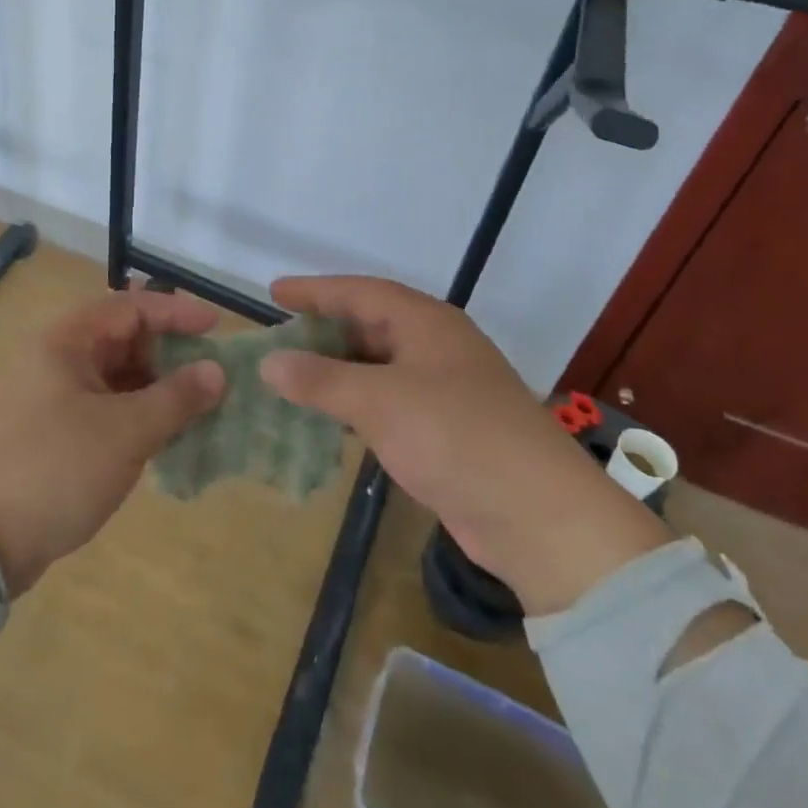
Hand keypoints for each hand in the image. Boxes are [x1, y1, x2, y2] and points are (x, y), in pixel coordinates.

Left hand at [0, 289, 224, 597]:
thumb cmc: (57, 470)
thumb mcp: (126, 433)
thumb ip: (176, 398)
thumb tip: (217, 372)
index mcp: (65, 341)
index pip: (130, 308)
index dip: (176, 313)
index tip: (217, 328)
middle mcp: (54, 357)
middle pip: (122, 339)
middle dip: (169, 354)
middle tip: (210, 375)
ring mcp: (49, 394)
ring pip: (114, 375)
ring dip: (154, 387)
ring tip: (196, 407)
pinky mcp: (50, 429)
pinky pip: (102, 405)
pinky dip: (134, 412)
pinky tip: (163, 434)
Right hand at [261, 275, 669, 614]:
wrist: (538, 516)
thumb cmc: (454, 435)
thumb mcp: (379, 401)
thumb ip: (320, 379)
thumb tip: (269, 362)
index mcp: (426, 323)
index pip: (361, 292)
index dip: (316, 291)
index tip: (274, 293)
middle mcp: (436, 347)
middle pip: (371, 326)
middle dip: (324, 331)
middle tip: (279, 338)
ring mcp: (445, 389)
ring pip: (379, 367)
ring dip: (338, 371)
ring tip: (293, 376)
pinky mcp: (447, 430)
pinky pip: (389, 402)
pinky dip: (357, 404)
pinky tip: (330, 418)